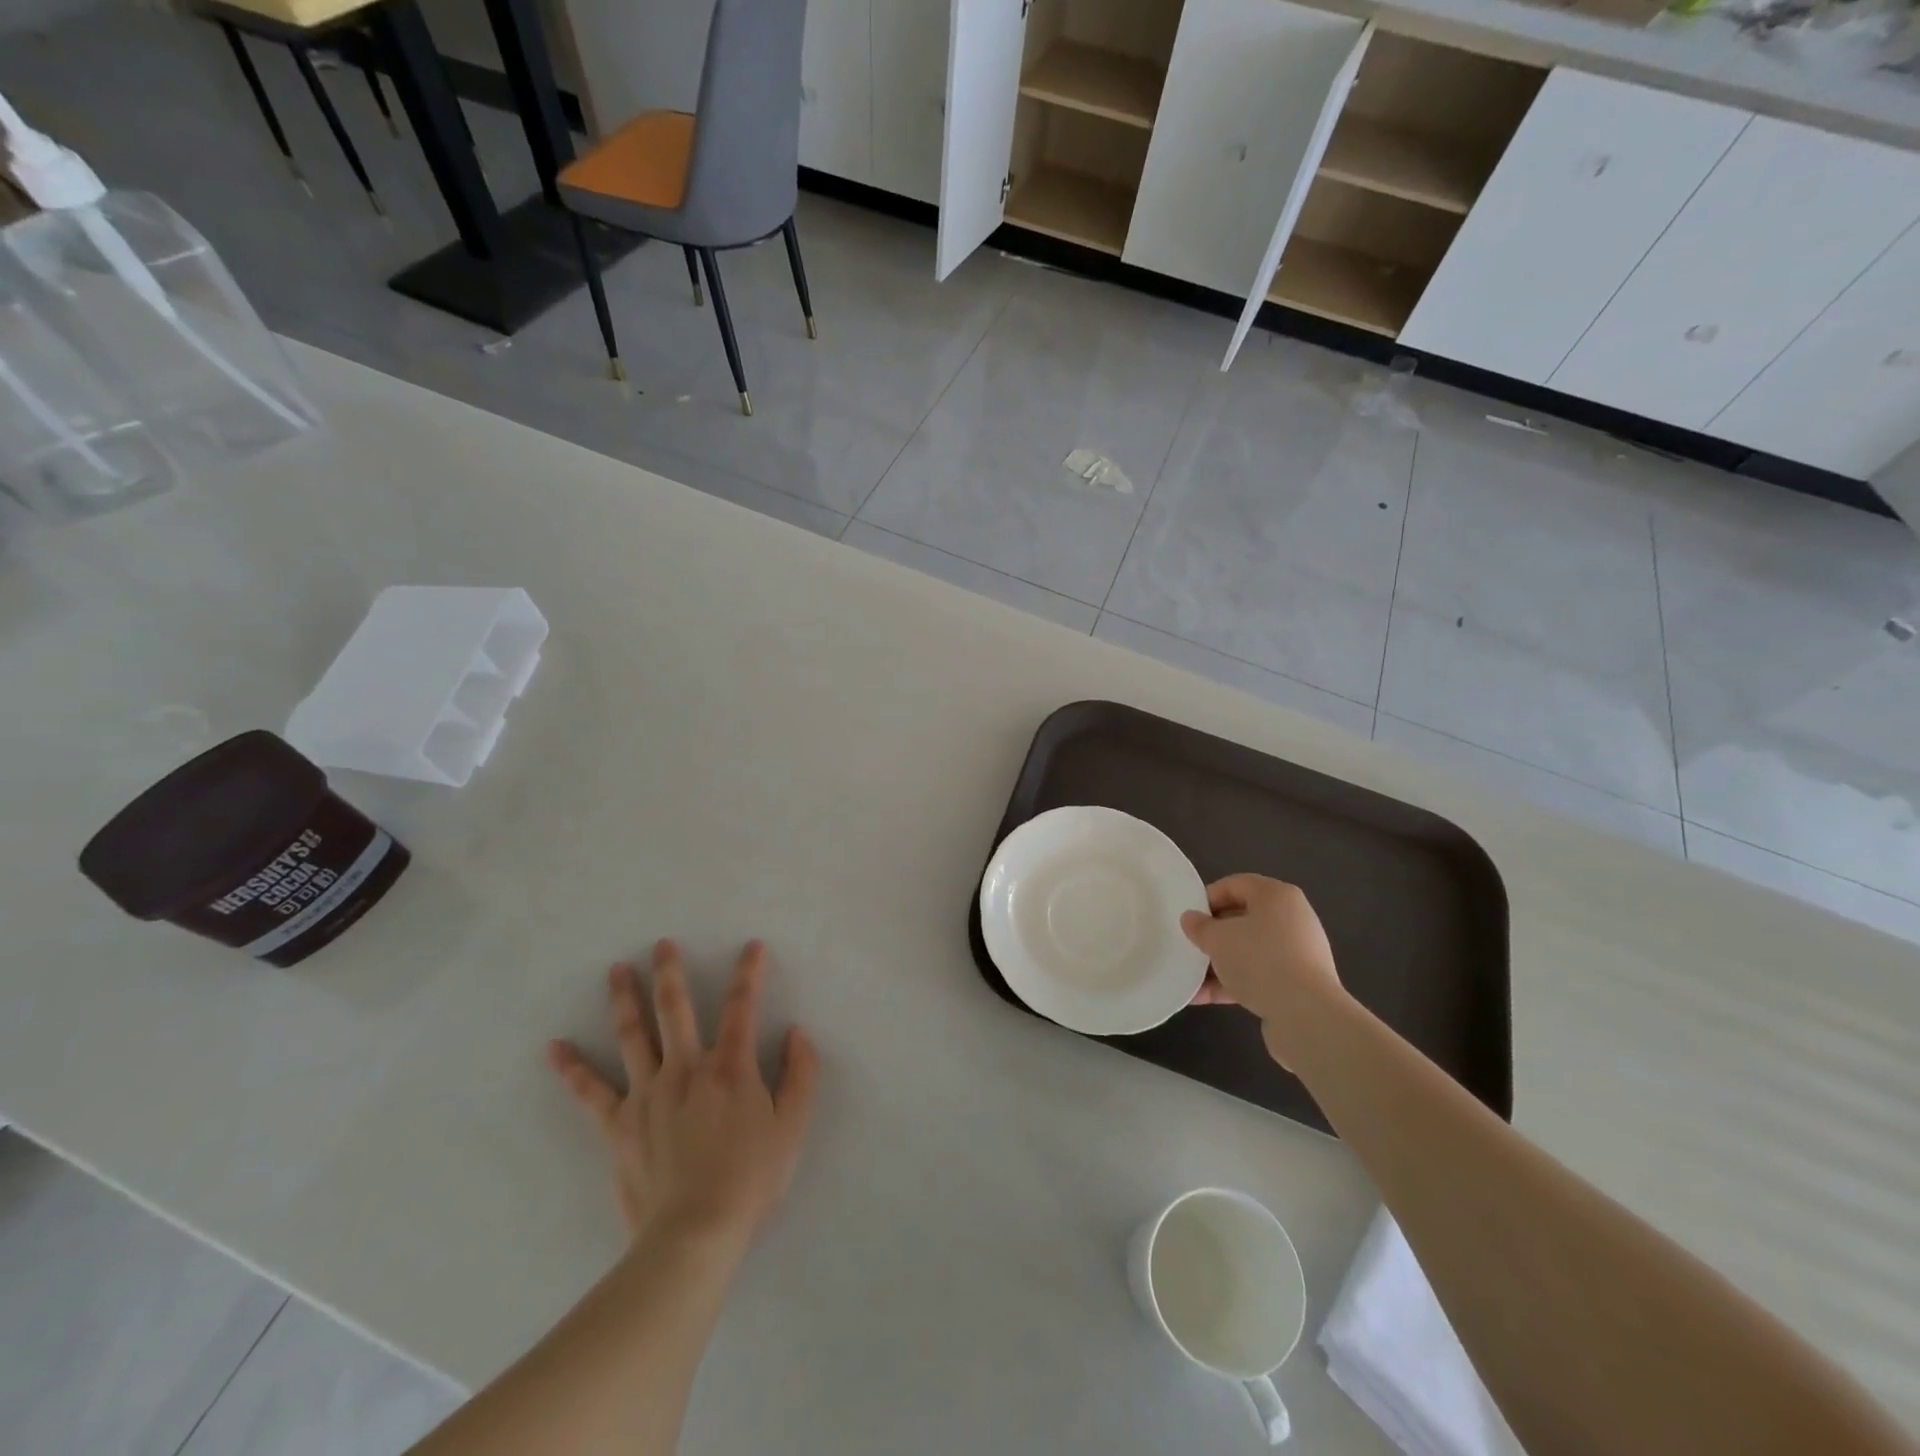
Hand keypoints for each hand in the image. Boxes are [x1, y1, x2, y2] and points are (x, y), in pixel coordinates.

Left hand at [547, 939, 818, 1252]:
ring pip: (633, 1034)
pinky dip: (572, 1068)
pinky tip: (555, 1047)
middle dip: (670, 971)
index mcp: (730, 1067)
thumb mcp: (792, 1128)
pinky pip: (590, 1091)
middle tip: (661, 944)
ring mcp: (646, 1094)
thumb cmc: (750, 1180)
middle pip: (676, 1008)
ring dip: (625, 998)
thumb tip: (798, 1032)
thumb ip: (800, 1075)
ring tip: (617, 970)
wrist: (694, 1235)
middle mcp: (686, 1068)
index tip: (752, 947)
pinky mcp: (618, 1125)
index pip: (742, 1006)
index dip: (749, 973)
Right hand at [1181, 874, 1347, 1068]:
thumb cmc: (1259, 960)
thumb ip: (1199, 926)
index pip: (1235, 885)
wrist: (1307, 1015)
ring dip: (1220, 964)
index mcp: (1276, 895)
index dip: (1207, 898)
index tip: (1188, 918)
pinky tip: (1206, 998)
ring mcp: (1298, 952)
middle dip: (1213, 935)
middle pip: (1242, 919)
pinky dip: (1235, 982)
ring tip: (1192, 980)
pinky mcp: (1299, 983)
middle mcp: (1292, 918)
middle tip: (1190, 947)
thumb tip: (1191, 919)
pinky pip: (1260, 975)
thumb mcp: (1217, 939)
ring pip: (1249, 950)